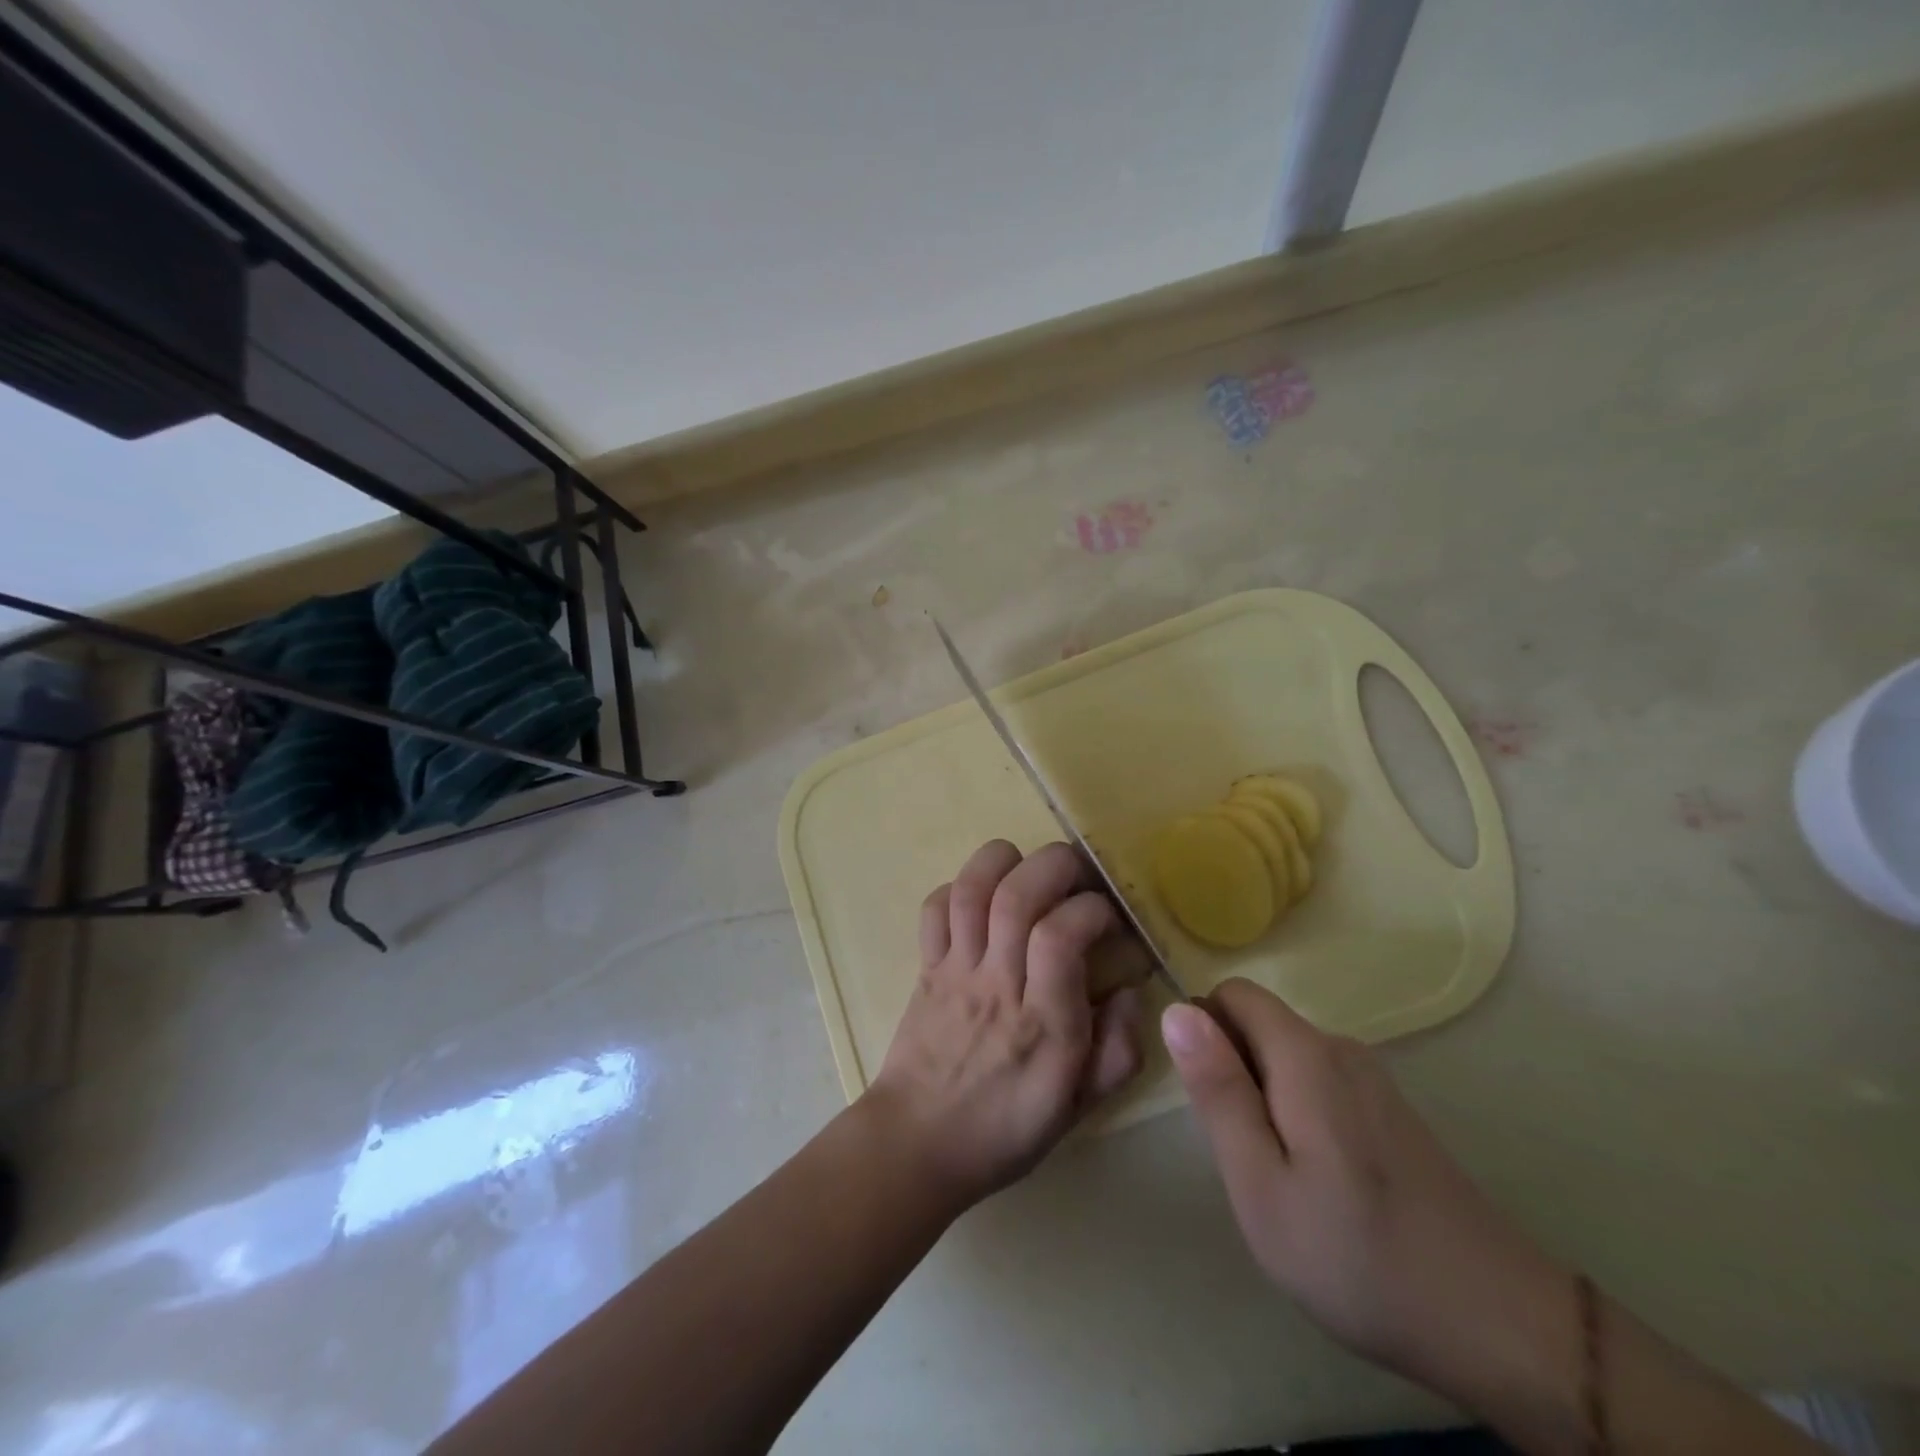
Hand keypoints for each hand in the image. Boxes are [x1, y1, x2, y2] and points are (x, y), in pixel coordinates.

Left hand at [864, 840, 1144, 1212]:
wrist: (918, 1143)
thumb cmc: (1006, 1127)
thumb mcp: (1080, 1105)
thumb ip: (1118, 1049)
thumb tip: (1129, 989)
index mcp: (1042, 1024)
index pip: (1060, 937)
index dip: (1091, 909)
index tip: (1108, 917)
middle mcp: (996, 985)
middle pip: (1016, 897)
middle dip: (1054, 865)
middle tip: (1078, 871)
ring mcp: (955, 971)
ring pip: (970, 891)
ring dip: (1002, 861)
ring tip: (1029, 865)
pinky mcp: (926, 966)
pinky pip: (934, 909)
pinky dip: (957, 886)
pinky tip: (982, 897)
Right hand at [1161, 980, 1568, 1403]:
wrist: (1499, 1326)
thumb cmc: (1357, 1256)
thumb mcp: (1259, 1182)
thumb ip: (1217, 1090)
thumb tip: (1177, 1010)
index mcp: (1304, 1053)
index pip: (1232, 993)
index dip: (1204, 1031)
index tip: (1207, 1100)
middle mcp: (1340, 1048)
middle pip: (1259, 1024)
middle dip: (1233, 1071)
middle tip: (1241, 1153)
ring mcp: (1372, 1079)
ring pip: (1287, 1057)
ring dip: (1263, 1097)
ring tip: (1278, 1176)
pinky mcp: (1392, 1111)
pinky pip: (1319, 1083)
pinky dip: (1298, 1114)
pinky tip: (1320, 1183)